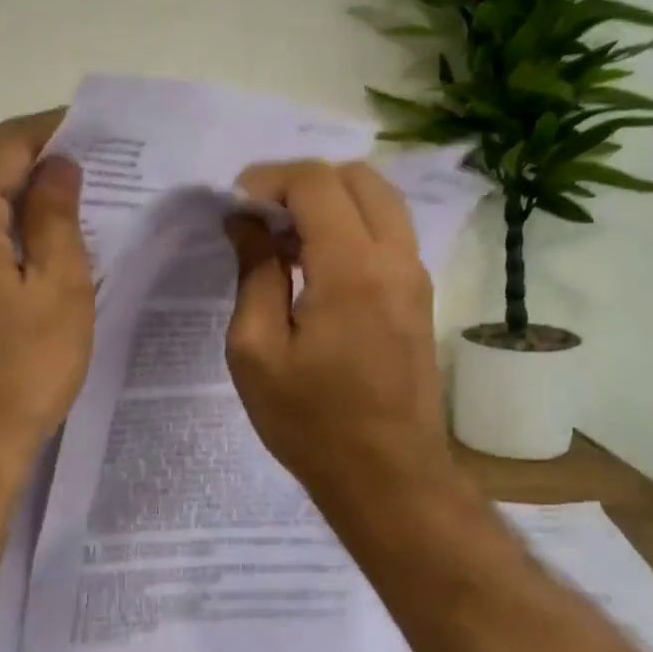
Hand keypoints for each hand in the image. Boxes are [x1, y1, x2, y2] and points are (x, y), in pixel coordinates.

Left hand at [0, 111, 94, 489]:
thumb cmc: (21, 373)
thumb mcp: (59, 291)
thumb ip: (57, 218)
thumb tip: (58, 167)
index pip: (4, 146)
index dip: (49, 129)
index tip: (92, 127)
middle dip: (37, 168)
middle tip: (93, 172)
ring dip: (18, 207)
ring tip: (71, 214)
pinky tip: (32, 259)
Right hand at [224, 160, 457, 520]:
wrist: (387, 475)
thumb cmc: (310, 421)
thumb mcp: (256, 350)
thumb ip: (254, 274)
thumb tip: (247, 224)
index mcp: (351, 268)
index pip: (315, 183)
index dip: (268, 180)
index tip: (234, 204)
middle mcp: (394, 258)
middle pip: (356, 176)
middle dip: (301, 182)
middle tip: (258, 215)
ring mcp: (414, 275)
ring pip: (378, 199)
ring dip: (328, 201)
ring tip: (282, 237)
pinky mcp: (418, 295)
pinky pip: (387, 232)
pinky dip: (348, 225)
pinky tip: (312, 262)